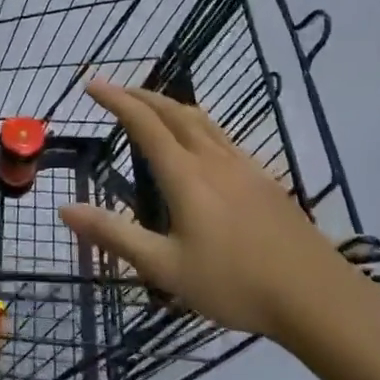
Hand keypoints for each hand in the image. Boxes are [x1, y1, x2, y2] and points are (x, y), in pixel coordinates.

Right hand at [58, 81, 376, 346]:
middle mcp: (213, 159)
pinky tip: (201, 142)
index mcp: (185, 175)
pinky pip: (221, 135)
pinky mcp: (264, 178)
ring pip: (201, 120)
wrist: (314, 296)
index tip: (93, 84)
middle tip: (116, 90)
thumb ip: (114, 235)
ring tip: (152, 105)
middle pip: (173, 112)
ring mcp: (243, 165)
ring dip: (170, 105)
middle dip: (141, 95)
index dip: (116, 100)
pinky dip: (197, 123)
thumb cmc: (234, 284)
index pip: (144, 123)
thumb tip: (65, 208)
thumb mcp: (164, 268)